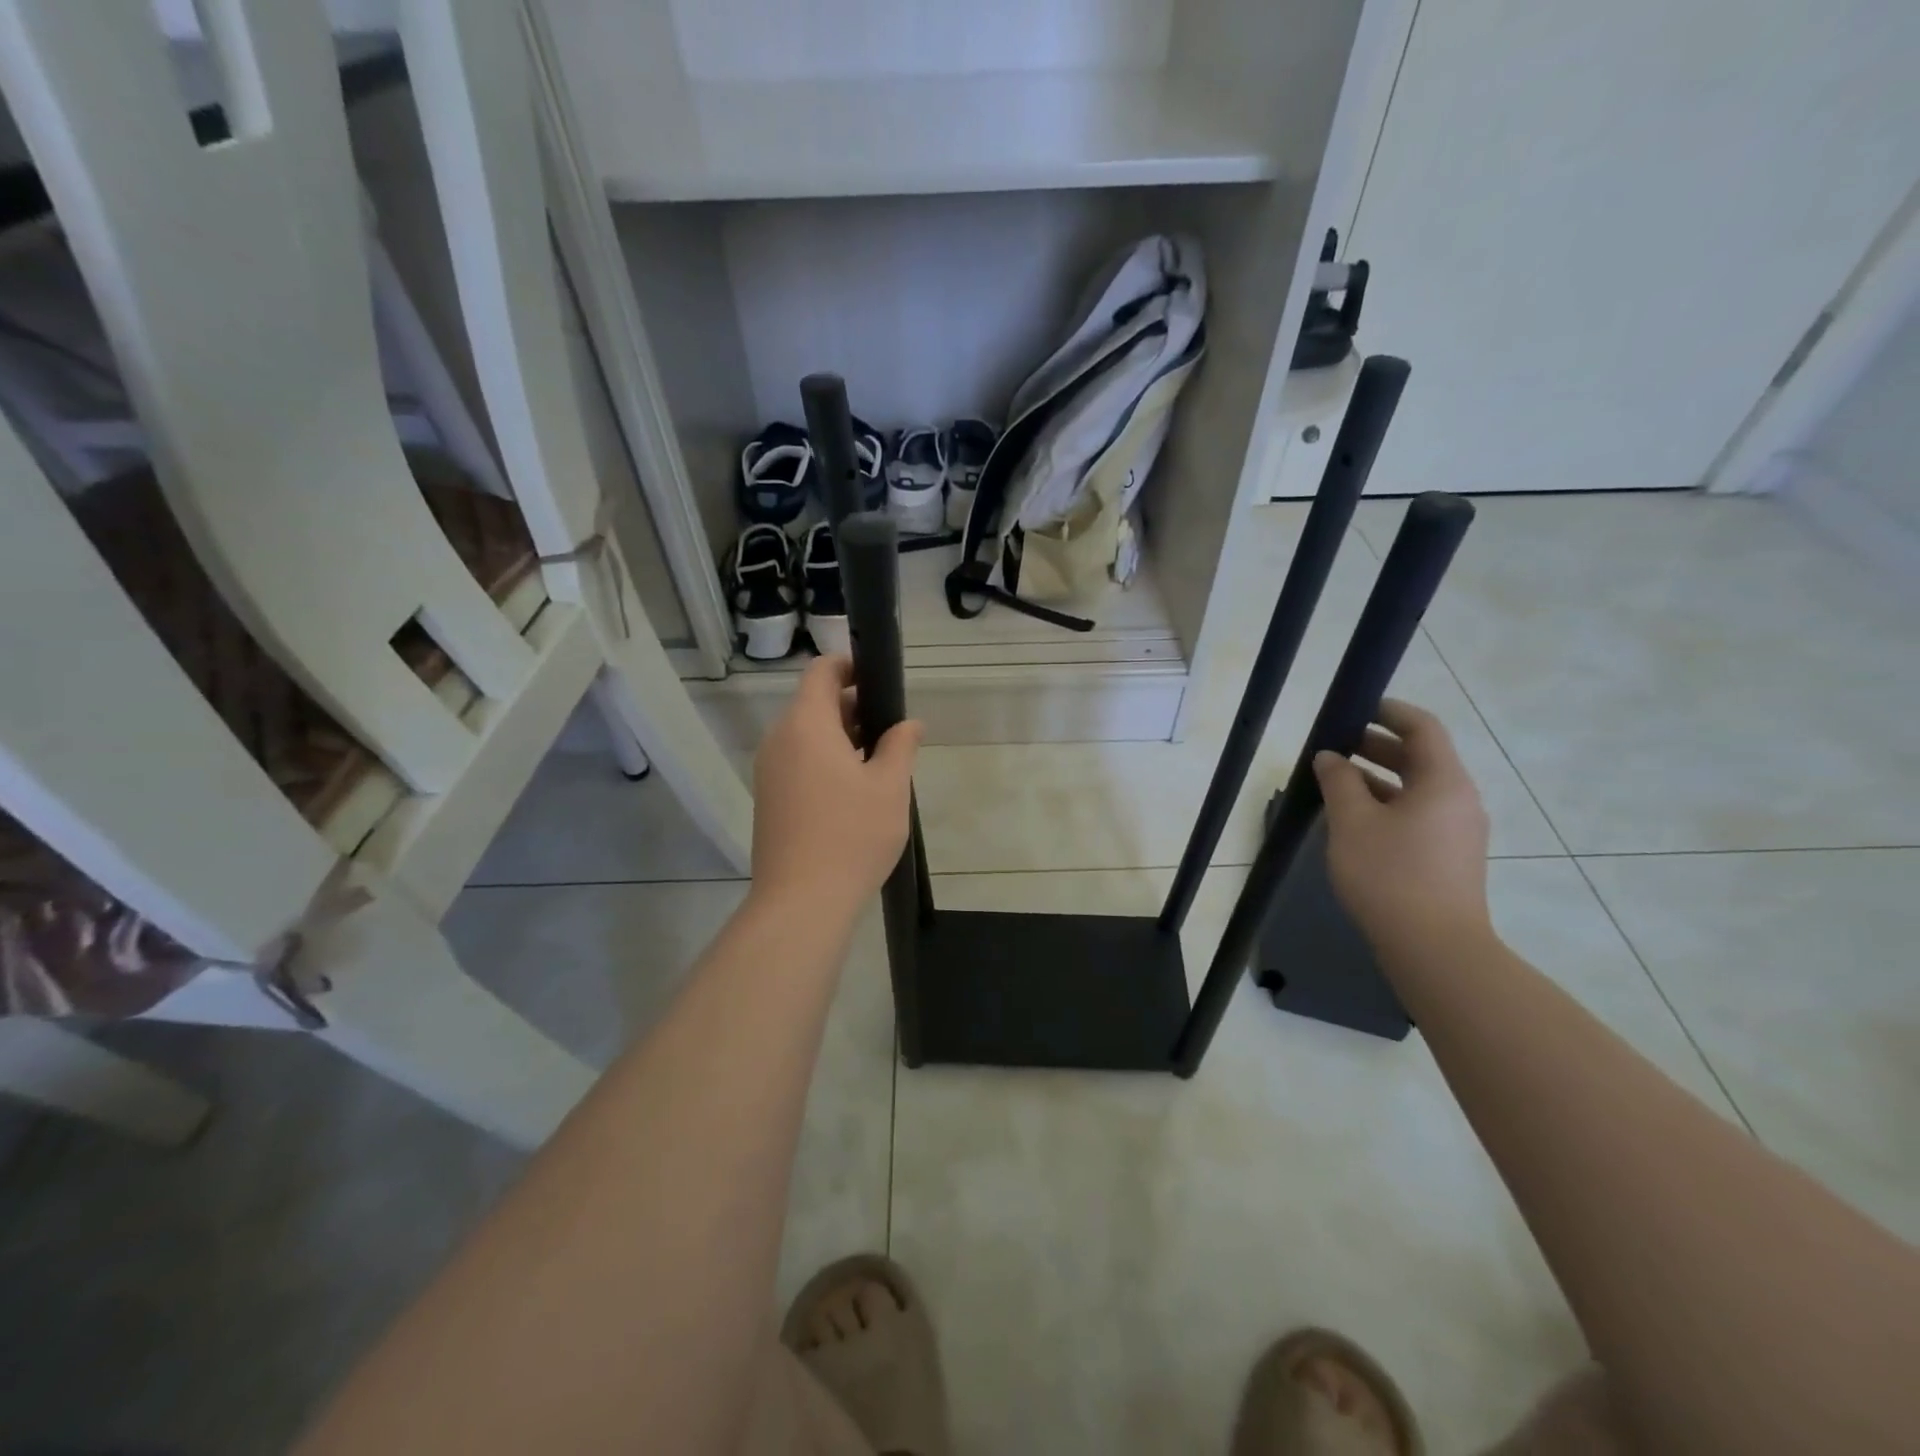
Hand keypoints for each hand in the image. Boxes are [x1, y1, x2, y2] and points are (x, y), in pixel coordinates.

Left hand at [750, 656, 922, 925]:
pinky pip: (797, 762)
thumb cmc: (851, 835)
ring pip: (806, 736)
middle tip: (890, 729)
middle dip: (852, 706)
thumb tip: (909, 724)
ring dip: (840, 737)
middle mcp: (779, 740)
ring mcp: (769, 771)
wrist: (801, 901)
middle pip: (813, 703)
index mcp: (806, 725)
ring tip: (878, 762)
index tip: (879, 679)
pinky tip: (853, 791)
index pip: (821, 671)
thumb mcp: (889, 786)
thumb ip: (900, 745)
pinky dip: (824, 760)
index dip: (849, 666)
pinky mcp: (768, 799)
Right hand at [1313, 699, 1491, 957]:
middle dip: (1375, 746)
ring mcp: (1456, 831)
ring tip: (1334, 781)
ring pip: (1415, 788)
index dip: (1388, 711)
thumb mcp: (1352, 822)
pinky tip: (1352, 819)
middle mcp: (1458, 799)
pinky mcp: (1448, 857)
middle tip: (1333, 745)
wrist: (1434, 949)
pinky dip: (1386, 804)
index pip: (1422, 727)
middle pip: (1419, 757)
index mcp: (1443, 782)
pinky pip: (1416, 814)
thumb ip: (1339, 782)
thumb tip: (1330, 757)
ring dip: (1377, 778)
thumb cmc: (1389, 875)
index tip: (1354, 707)